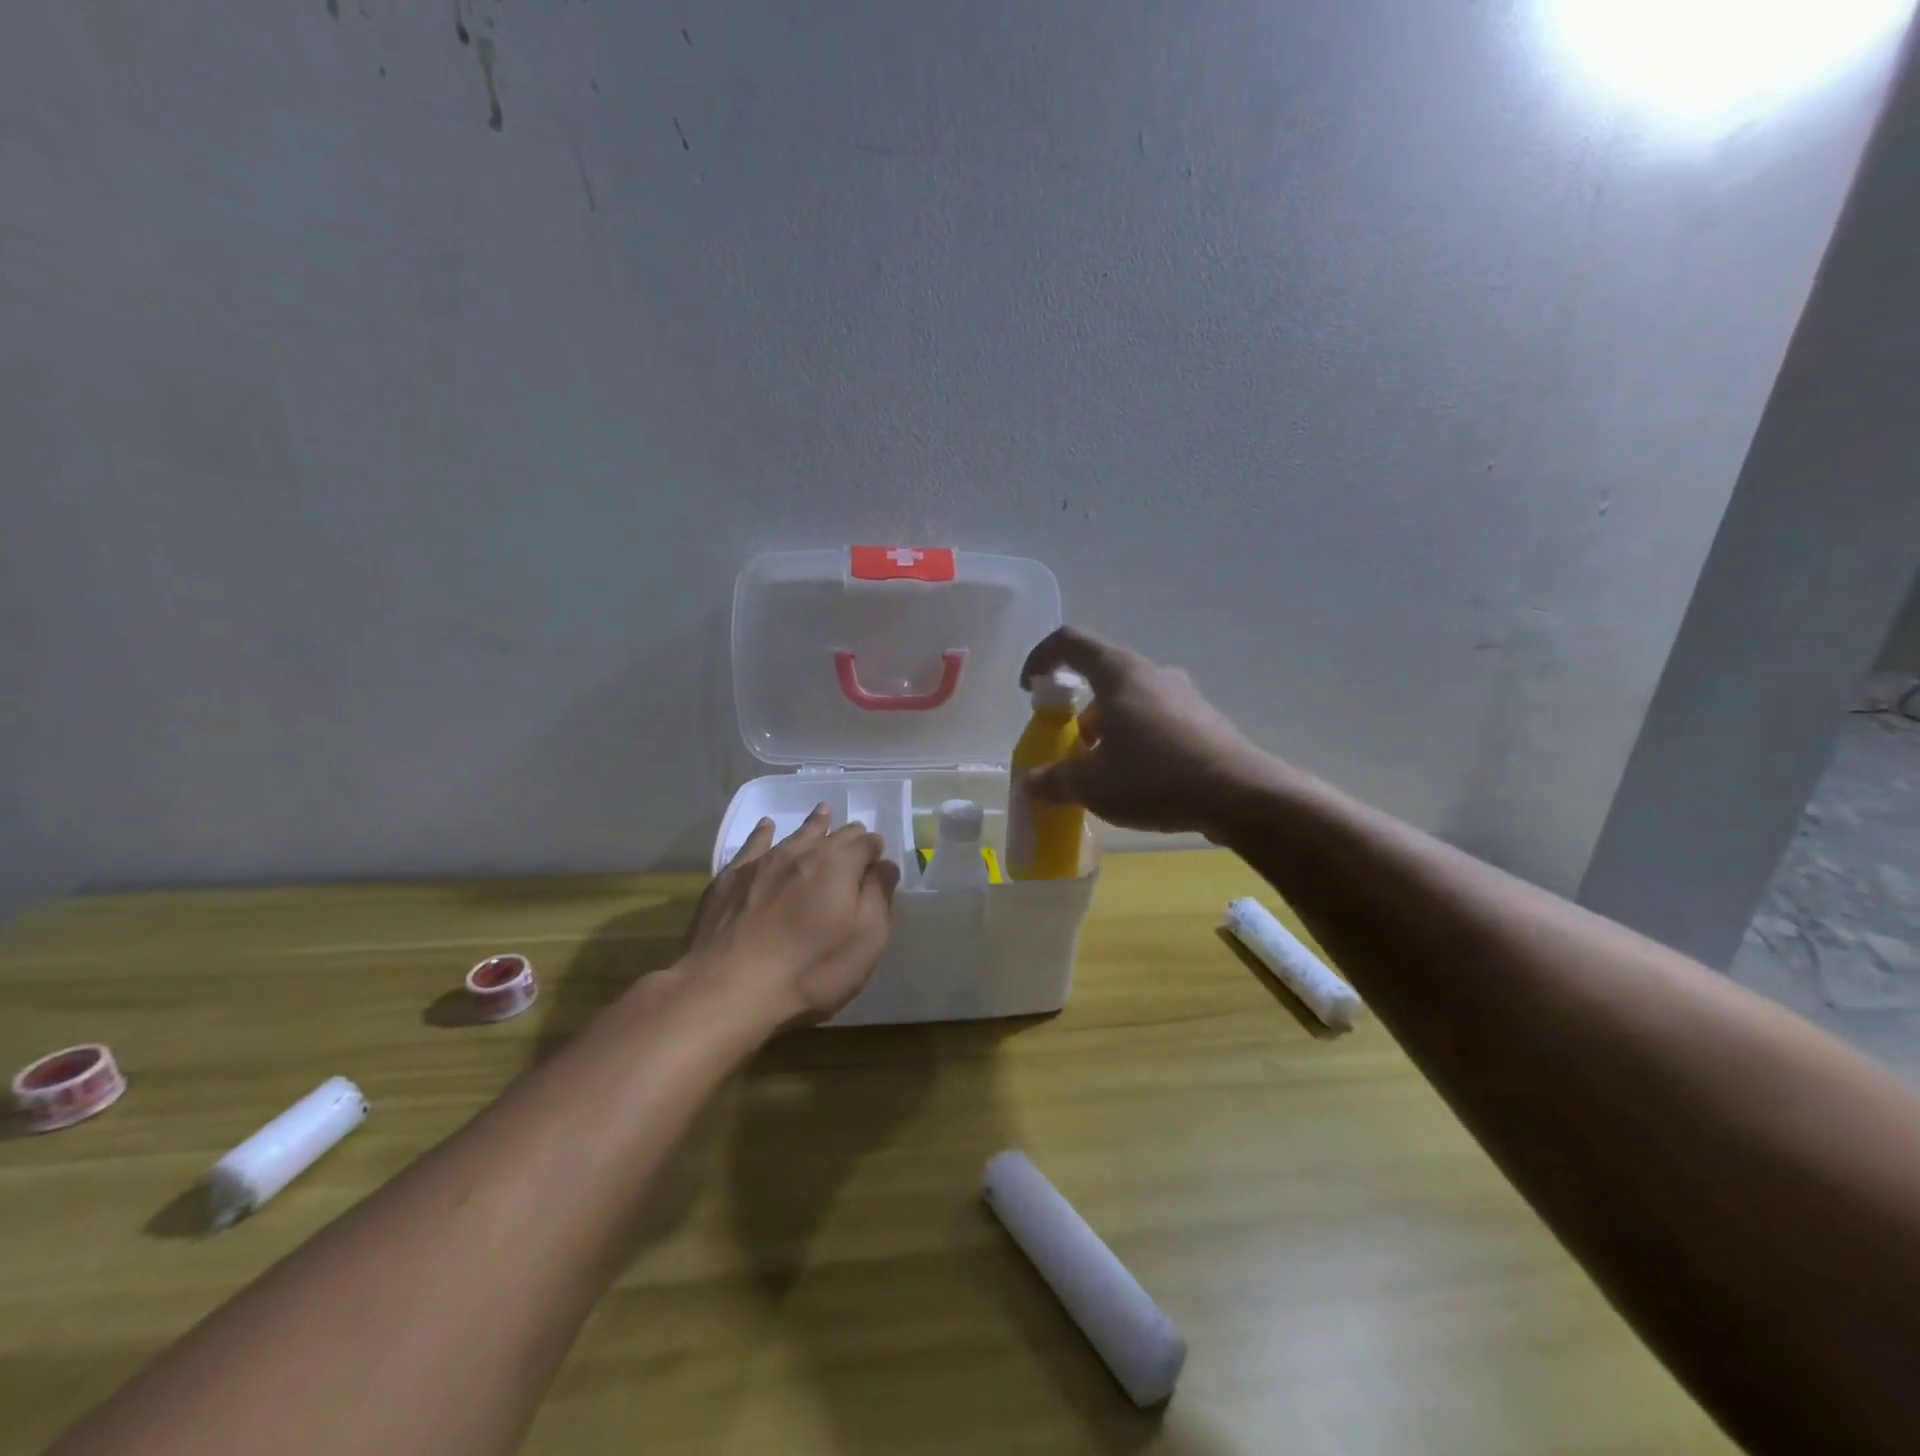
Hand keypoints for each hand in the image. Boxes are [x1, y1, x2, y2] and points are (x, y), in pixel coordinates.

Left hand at [680, 804, 901, 1031]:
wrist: (728, 988)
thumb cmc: (810, 970)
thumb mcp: (865, 941)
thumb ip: (878, 897)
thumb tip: (884, 865)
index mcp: (840, 865)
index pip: (866, 844)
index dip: (875, 850)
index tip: (878, 860)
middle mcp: (803, 852)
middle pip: (833, 834)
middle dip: (849, 835)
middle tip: (856, 835)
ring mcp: (763, 862)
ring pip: (796, 834)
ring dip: (814, 824)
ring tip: (823, 812)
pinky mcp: (731, 878)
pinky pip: (753, 844)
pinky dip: (764, 833)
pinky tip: (766, 827)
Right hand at [1019, 626, 1277, 840]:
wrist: (1241, 796)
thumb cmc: (1155, 776)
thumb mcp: (1091, 784)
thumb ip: (1053, 780)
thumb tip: (1030, 783)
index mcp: (1120, 673)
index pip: (1070, 641)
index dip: (1042, 658)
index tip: (1030, 690)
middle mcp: (1152, 674)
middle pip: (1101, 675)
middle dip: (1076, 709)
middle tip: (1069, 745)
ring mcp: (1183, 696)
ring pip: (1130, 700)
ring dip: (1107, 728)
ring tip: (1102, 771)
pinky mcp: (1204, 722)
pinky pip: (1156, 721)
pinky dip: (1135, 741)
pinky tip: (1138, 780)